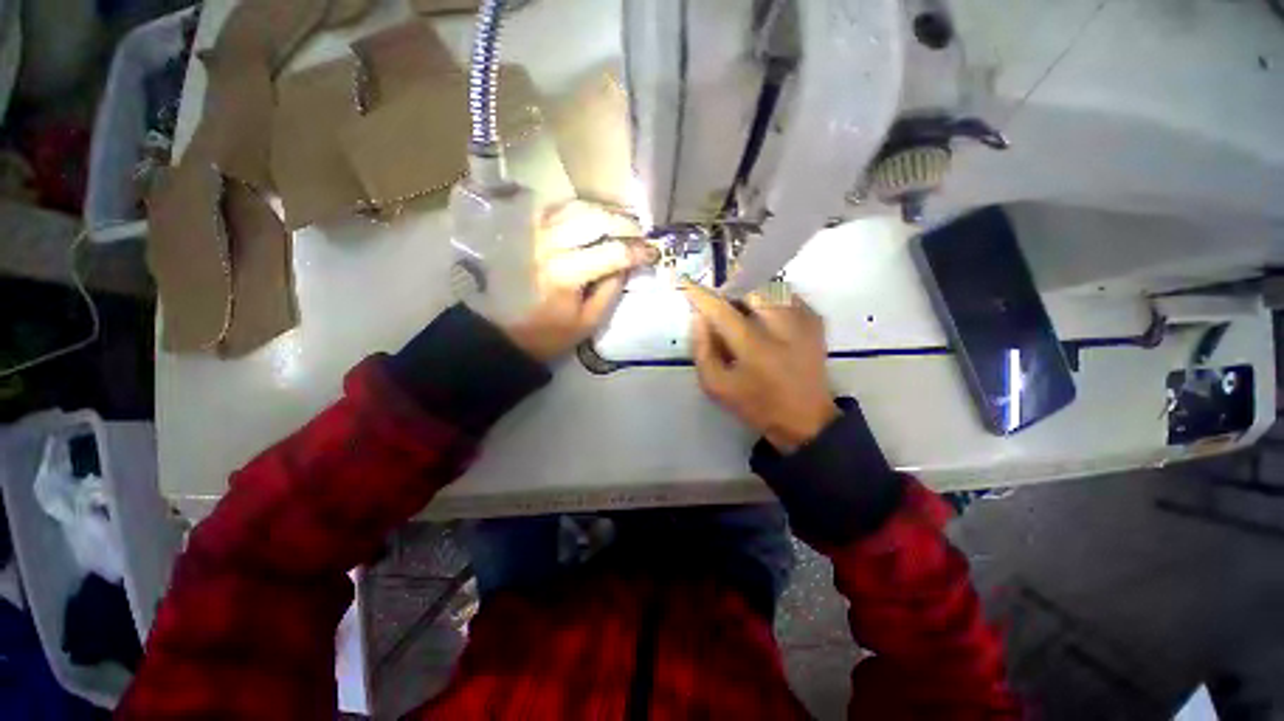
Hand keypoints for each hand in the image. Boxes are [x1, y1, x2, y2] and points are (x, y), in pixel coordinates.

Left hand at [504, 202, 657, 361]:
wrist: (505, 329)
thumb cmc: (550, 332)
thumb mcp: (589, 321)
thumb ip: (611, 290)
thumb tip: (628, 263)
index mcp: (566, 274)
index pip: (613, 253)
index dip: (638, 251)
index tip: (653, 253)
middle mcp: (549, 246)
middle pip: (596, 219)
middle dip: (625, 224)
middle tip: (640, 234)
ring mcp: (535, 233)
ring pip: (578, 207)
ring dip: (605, 213)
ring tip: (621, 224)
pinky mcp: (526, 230)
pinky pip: (558, 208)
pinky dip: (581, 210)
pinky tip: (593, 220)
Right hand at [683, 284, 837, 452]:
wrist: (806, 419)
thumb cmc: (756, 405)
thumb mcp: (716, 386)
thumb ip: (702, 349)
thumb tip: (698, 317)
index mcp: (754, 347)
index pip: (720, 309)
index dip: (700, 294)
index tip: (685, 282)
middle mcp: (781, 325)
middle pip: (749, 288)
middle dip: (730, 290)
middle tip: (722, 305)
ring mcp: (803, 319)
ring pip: (768, 287)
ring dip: (750, 294)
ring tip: (744, 314)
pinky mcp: (816, 319)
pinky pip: (785, 295)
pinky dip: (769, 300)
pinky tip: (765, 320)